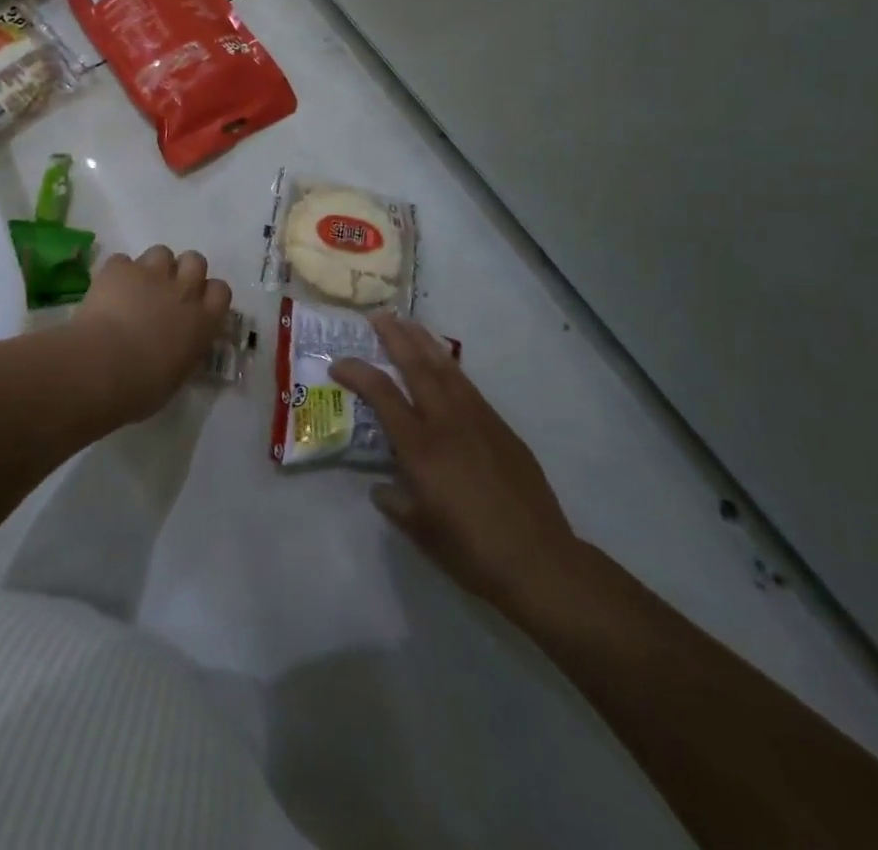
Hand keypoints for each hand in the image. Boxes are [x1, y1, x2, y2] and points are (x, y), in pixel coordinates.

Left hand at [70, 246, 231, 422]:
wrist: (104, 367)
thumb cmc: (143, 387)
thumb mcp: (177, 375)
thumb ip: (184, 351)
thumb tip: (177, 347)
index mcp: (203, 322)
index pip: (221, 291)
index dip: (207, 293)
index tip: (195, 305)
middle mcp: (183, 291)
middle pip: (195, 260)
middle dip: (183, 271)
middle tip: (166, 291)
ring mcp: (151, 275)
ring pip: (161, 252)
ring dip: (152, 267)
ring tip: (136, 287)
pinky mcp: (119, 269)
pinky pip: (122, 261)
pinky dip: (117, 273)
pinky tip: (107, 290)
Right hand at [331, 313, 582, 624]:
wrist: (540, 561)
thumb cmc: (471, 551)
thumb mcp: (421, 532)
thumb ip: (395, 503)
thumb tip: (381, 487)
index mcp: (420, 447)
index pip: (382, 395)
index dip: (357, 372)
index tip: (338, 361)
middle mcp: (447, 422)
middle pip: (417, 367)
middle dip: (395, 337)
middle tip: (378, 315)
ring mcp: (478, 420)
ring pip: (446, 368)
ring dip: (424, 342)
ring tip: (408, 323)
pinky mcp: (501, 428)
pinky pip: (469, 386)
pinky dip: (450, 366)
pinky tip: (443, 364)